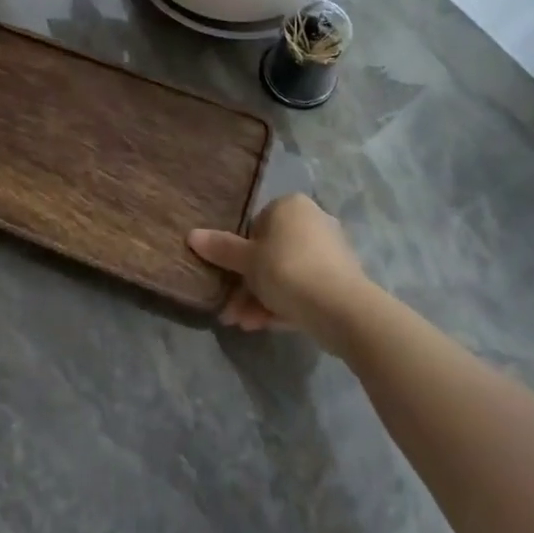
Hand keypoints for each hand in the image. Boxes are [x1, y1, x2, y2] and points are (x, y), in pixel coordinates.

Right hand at [189, 194, 371, 353]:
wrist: (342, 309)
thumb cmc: (288, 270)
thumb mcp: (248, 261)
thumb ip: (221, 249)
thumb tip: (191, 235)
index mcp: (291, 206)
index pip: (256, 225)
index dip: (239, 254)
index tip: (227, 280)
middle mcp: (313, 221)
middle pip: (270, 253)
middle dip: (247, 285)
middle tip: (231, 311)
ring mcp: (329, 251)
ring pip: (285, 274)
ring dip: (261, 299)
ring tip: (243, 325)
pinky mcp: (340, 280)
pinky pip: (304, 288)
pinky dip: (284, 304)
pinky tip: (265, 327)